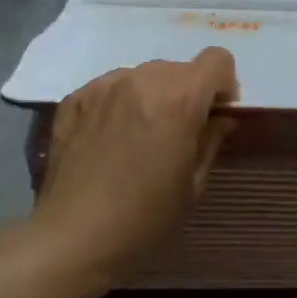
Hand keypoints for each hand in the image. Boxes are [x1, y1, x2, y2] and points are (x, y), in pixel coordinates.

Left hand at [31, 49, 238, 287]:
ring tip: (140, 135)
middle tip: (179, 132)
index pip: (217, 59)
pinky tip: (110, 139)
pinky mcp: (74, 99)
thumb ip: (211, 140)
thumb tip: (221, 118)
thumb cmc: (145, 218)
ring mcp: (103, 86)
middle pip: (178, 68)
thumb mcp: (193, 184)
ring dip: (152, 95)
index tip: (216, 113)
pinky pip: (110, 88)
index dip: (223, 84)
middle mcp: (141, 80)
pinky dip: (119, 103)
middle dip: (187, 92)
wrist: (73, 238)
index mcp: (178, 98)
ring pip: (142, 75)